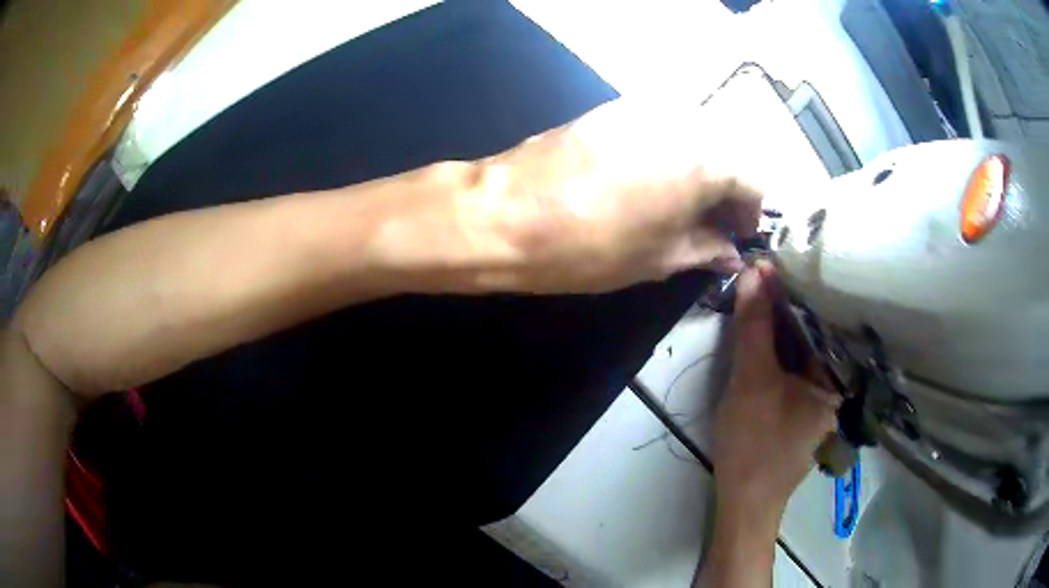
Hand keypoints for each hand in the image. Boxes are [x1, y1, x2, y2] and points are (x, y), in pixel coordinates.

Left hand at [479, 98, 761, 292]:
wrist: (505, 214)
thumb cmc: (589, 247)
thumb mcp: (659, 258)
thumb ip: (705, 249)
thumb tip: (730, 253)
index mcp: (704, 160)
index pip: (752, 180)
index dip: (751, 212)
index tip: (737, 236)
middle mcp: (682, 122)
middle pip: (725, 152)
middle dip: (726, 189)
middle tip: (712, 224)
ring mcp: (644, 109)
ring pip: (694, 137)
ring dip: (699, 170)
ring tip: (681, 205)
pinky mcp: (612, 109)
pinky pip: (660, 128)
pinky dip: (669, 153)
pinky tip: (649, 180)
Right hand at [713, 262, 837, 524]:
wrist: (744, 502)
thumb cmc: (755, 444)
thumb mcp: (751, 381)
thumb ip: (754, 327)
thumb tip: (753, 272)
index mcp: (838, 378)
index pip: (823, 320)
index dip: (796, 289)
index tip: (771, 261)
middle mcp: (837, 384)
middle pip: (814, 333)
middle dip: (789, 303)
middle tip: (763, 271)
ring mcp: (820, 396)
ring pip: (802, 349)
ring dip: (781, 323)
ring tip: (762, 289)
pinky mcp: (802, 405)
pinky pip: (794, 365)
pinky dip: (779, 346)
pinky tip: (765, 328)